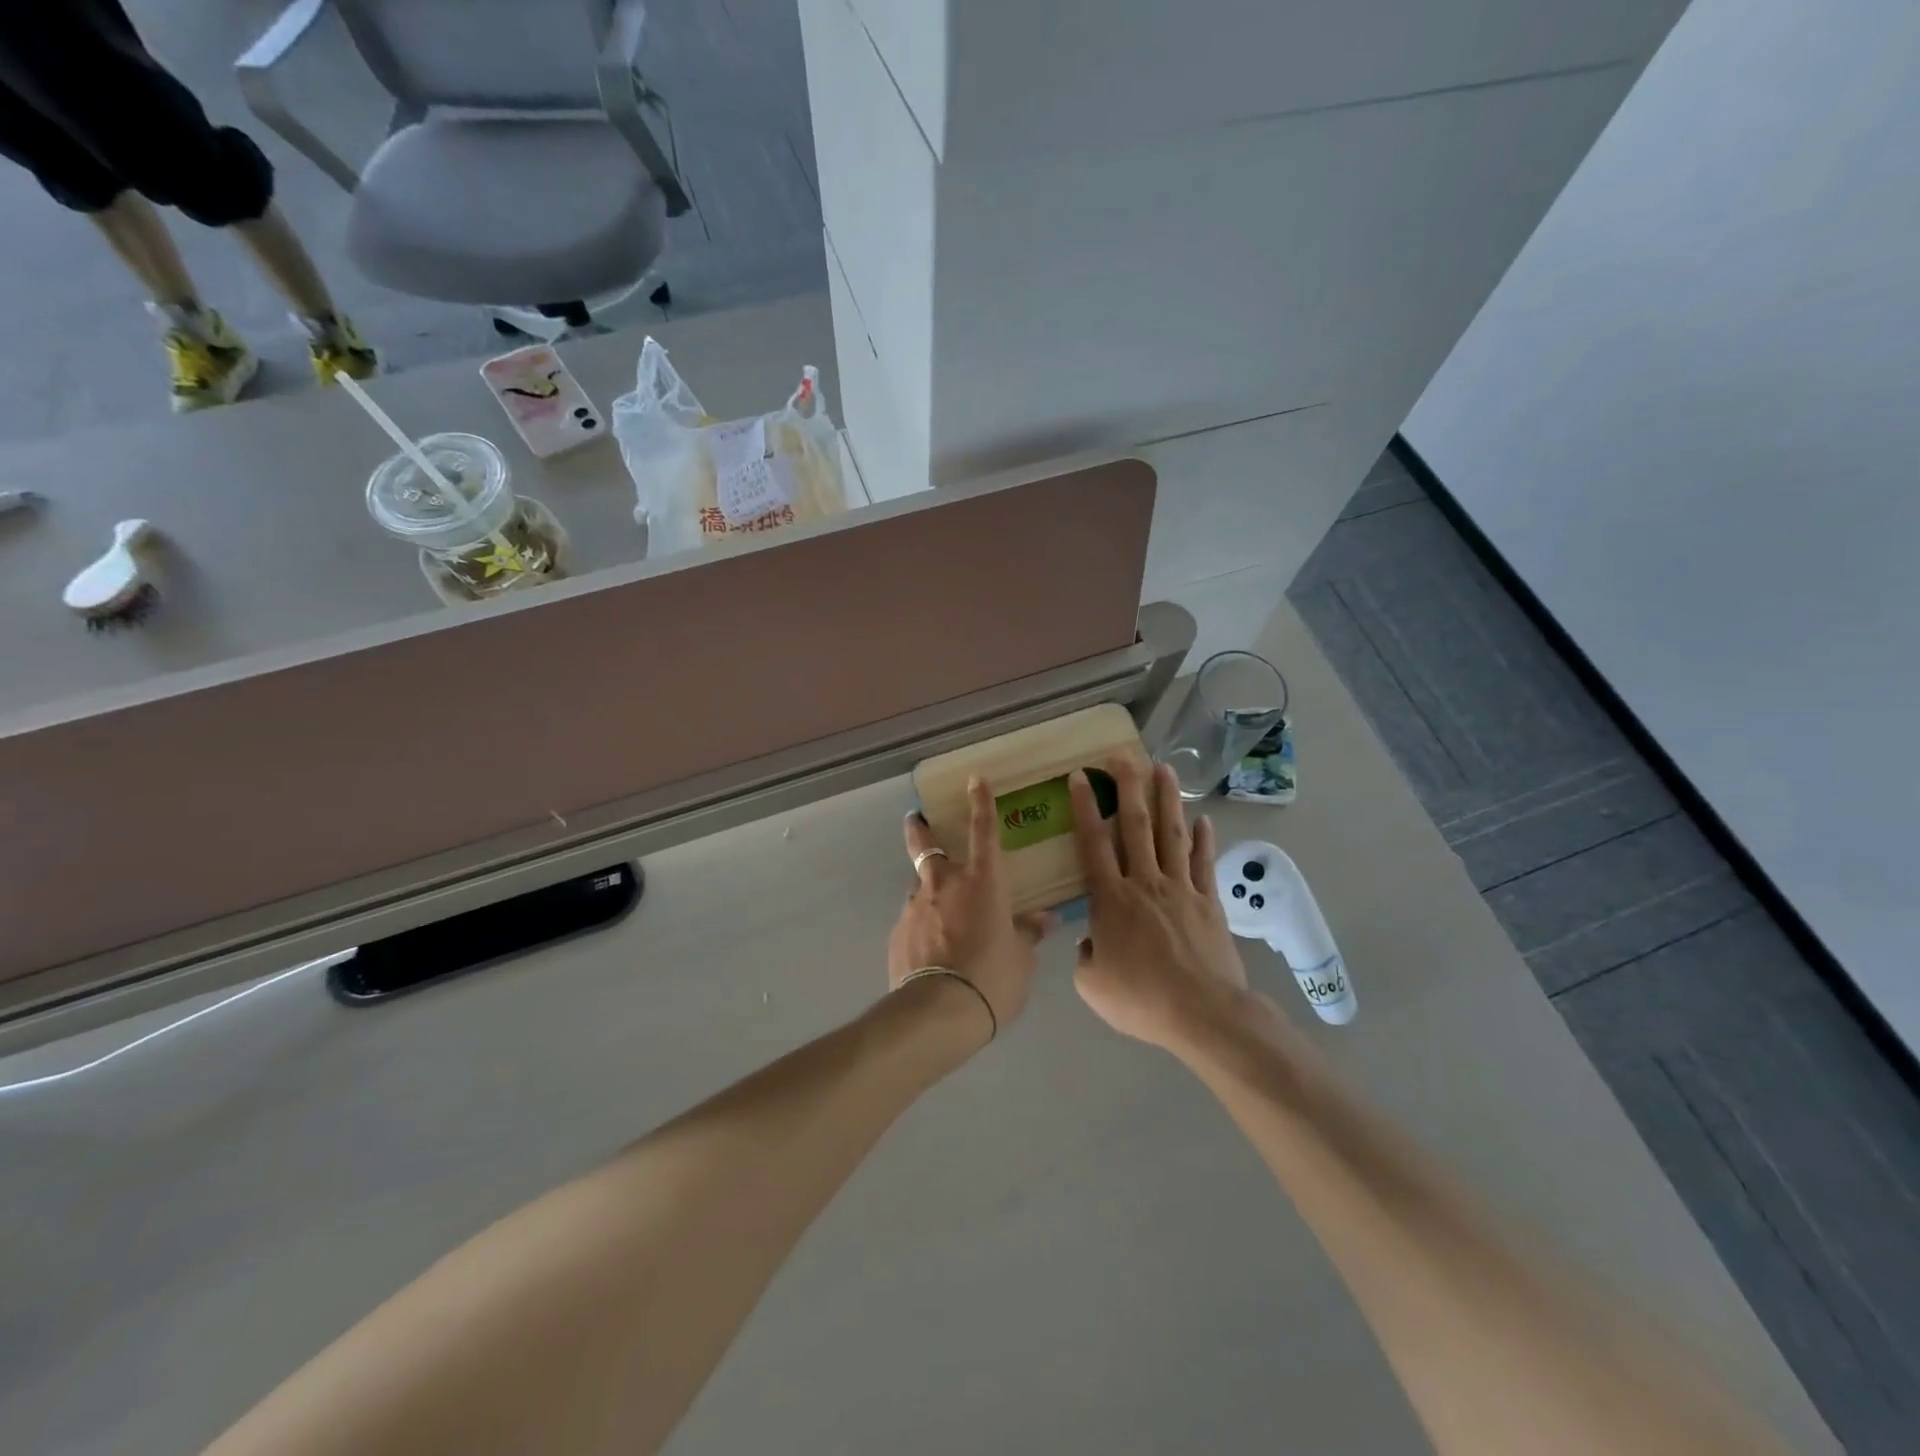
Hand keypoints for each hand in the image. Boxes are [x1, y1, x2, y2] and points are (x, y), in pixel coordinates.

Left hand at [890, 777, 1053, 1040]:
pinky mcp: (898, 933)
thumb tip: (1042, 920)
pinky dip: (922, 924)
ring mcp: (916, 907)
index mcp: (983, 882)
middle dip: (920, 830)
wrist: (938, 1012)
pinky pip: (913, 919)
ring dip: (927, 889)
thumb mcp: (1021, 959)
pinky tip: (929, 948)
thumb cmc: (992, 978)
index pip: (984, 830)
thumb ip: (1027, 934)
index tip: (974, 779)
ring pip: (919, 886)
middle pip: (927, 846)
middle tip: (914, 820)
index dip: (980, 802)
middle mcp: (945, 885)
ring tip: (938, 911)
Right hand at [1068, 760, 1254, 1051]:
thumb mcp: (1092, 984)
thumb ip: (1085, 955)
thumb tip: (1092, 940)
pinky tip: (1203, 819)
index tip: (1081, 776)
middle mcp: (1145, 883)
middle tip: (1123, 756)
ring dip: (1167, 799)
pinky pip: (1204, 863)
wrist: (1203, 1013)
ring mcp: (1181, 889)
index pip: (1093, 843)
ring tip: (1164, 768)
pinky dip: (1204, 839)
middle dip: (1128, 787)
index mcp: (1111, 899)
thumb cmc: (1141, 999)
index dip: (1085, 807)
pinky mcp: (1209, 902)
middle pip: (1135, 826)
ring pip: (1172, 834)